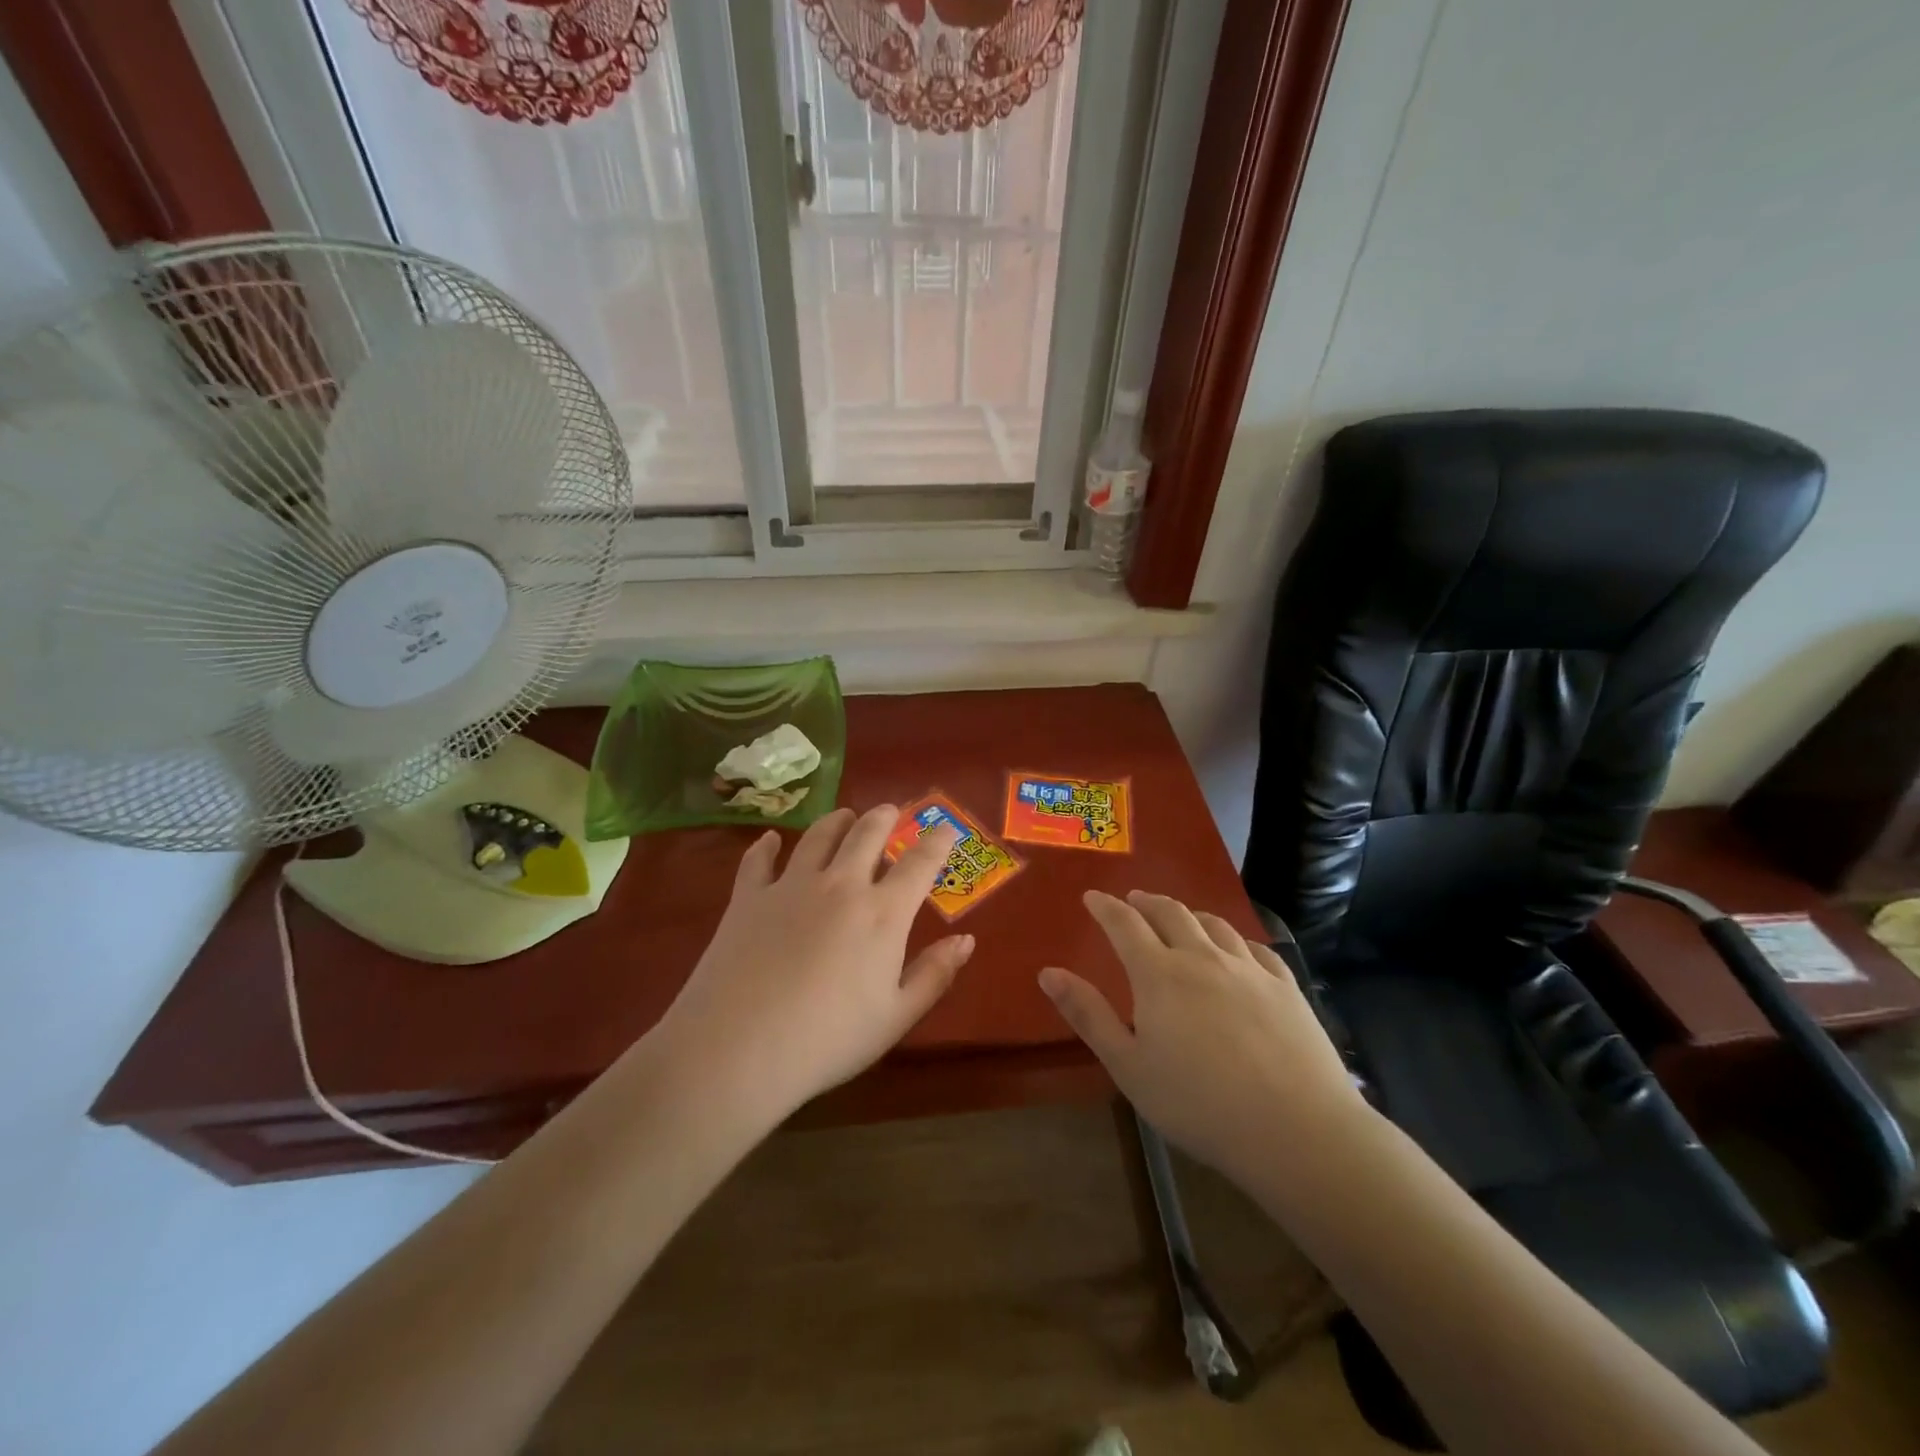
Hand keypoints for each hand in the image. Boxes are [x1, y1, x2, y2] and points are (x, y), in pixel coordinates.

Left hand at [653, 806, 971, 1125]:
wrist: (739, 1048)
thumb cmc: (828, 1040)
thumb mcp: (895, 1017)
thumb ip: (934, 975)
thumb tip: (966, 940)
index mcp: (882, 913)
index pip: (919, 863)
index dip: (936, 842)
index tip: (945, 829)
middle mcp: (841, 885)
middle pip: (867, 834)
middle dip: (884, 818)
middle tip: (889, 811)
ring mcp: (791, 886)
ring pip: (819, 836)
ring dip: (837, 821)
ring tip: (844, 816)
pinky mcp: (748, 897)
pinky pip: (759, 859)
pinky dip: (767, 845)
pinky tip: (771, 839)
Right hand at [1039, 891, 1368, 1183]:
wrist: (1297, 1129)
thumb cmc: (1199, 1104)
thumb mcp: (1129, 1067)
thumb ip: (1088, 1015)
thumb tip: (1049, 972)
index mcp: (1159, 974)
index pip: (1124, 924)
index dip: (1105, 906)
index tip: (1092, 897)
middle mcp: (1202, 957)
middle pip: (1170, 912)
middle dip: (1145, 902)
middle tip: (1132, 900)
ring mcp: (1248, 967)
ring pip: (1213, 923)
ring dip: (1188, 914)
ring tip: (1179, 918)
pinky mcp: (1285, 985)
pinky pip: (1253, 946)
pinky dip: (1232, 938)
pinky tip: (1234, 949)